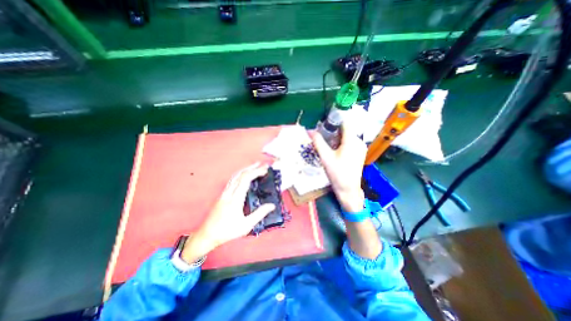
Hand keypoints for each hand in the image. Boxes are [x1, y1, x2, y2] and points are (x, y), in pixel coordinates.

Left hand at [180, 163, 274, 262]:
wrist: (207, 235)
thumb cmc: (227, 231)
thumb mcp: (246, 225)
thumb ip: (259, 214)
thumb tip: (271, 206)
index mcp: (235, 199)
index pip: (246, 179)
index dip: (256, 172)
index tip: (265, 170)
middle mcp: (229, 192)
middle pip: (241, 174)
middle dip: (253, 168)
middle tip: (263, 165)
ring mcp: (224, 193)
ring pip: (235, 176)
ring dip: (246, 169)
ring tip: (255, 166)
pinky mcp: (222, 195)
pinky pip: (232, 180)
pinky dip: (240, 174)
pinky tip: (244, 175)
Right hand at [312, 120, 365, 213]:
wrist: (348, 190)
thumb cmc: (337, 173)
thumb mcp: (325, 157)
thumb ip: (318, 142)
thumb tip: (309, 130)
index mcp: (352, 140)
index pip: (345, 122)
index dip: (335, 120)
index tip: (324, 123)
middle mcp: (359, 142)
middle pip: (346, 129)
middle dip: (333, 131)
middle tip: (322, 135)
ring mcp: (360, 148)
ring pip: (347, 136)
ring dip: (337, 137)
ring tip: (326, 144)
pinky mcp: (359, 153)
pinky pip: (350, 143)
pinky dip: (341, 143)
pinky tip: (334, 150)